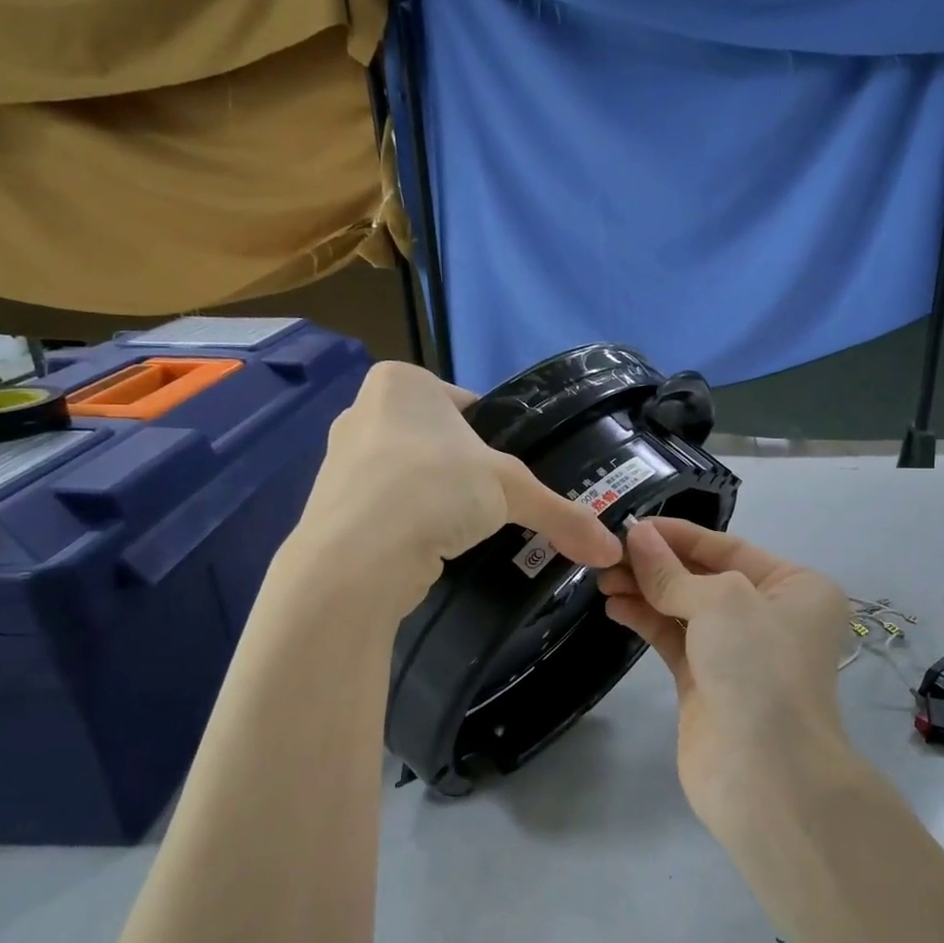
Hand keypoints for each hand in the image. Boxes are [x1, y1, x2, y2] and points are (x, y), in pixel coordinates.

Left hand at [292, 363, 622, 616]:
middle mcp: (363, 410)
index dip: (496, 440)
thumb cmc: (434, 489)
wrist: (355, 559)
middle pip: (438, 440)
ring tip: (463, 529)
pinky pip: (387, 507)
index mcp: (401, 383)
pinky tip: (430, 546)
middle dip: (465, 472)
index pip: (467, 406)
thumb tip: (611, 550)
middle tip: (494, 504)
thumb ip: (562, 514)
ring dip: (437, 499)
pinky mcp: (332, 505)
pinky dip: (411, 524)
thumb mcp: (510, 491)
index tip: (510, 474)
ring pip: (412, 475)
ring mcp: (341, 459)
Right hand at [599, 517, 854, 839]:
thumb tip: (636, 536)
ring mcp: (737, 652)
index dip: (678, 534)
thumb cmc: (758, 668)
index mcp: (794, 587)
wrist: (767, 775)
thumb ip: (670, 571)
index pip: (728, 546)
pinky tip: (614, 606)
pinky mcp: (706, 682)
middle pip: (702, 576)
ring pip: (683, 607)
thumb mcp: (720, 601)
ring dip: (644, 590)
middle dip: (655, 564)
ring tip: (602, 579)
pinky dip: (645, 619)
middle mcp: (769, 614)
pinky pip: (672, 638)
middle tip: (606, 554)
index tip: (630, 525)